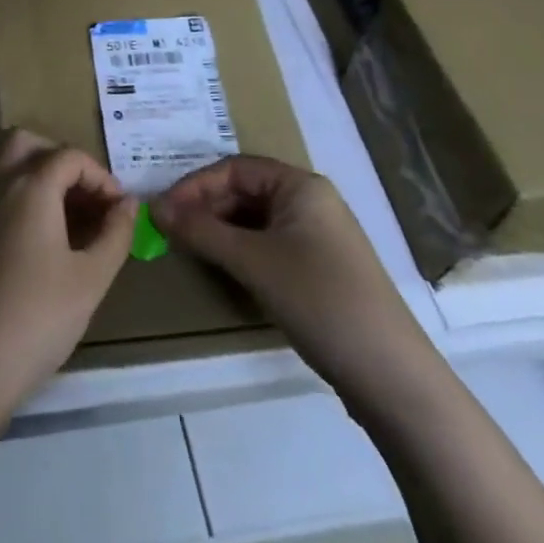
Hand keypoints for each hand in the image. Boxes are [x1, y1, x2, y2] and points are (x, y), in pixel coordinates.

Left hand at [0, 129, 138, 417]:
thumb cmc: (39, 318)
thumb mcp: (91, 278)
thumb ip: (115, 233)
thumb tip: (128, 203)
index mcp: (32, 185)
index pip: (71, 157)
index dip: (100, 177)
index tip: (116, 210)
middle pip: (25, 141)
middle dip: (56, 157)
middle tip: (79, 195)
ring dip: (19, 166)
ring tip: (43, 204)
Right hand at [151, 157, 430, 409]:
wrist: (389, 374)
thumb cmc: (318, 299)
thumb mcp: (252, 261)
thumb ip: (200, 230)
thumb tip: (154, 208)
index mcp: (300, 185)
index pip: (234, 168)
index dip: (194, 185)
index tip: (163, 211)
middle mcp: (311, 201)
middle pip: (245, 190)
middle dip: (206, 207)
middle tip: (170, 232)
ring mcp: (318, 236)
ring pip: (255, 219)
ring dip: (220, 230)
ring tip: (189, 248)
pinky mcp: (320, 268)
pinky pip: (269, 244)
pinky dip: (241, 250)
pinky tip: (224, 269)